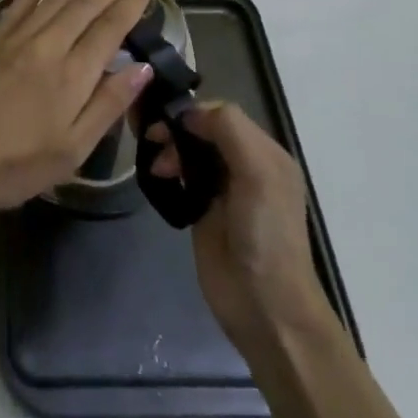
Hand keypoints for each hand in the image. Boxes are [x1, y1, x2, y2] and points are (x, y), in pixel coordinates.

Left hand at [0, 0, 155, 210]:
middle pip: (85, 4)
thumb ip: (107, 105)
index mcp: (73, 75)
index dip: (129, 3)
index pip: (109, 28)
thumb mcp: (72, 149)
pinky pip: (19, 5)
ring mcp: (16, 40)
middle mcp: (48, 46)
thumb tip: (141, 67)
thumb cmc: (14, 163)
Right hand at [147, 102, 333, 351]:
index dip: (192, 112)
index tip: (165, 122)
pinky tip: (158, 178)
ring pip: (190, 150)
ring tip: (157, 169)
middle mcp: (245, 164)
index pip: (222, 113)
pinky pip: (182, 176)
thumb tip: (188, 114)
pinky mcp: (203, 209)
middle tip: (152, 141)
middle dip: (176, 130)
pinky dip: (168, 170)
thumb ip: (229, 132)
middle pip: (203, 129)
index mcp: (265, 152)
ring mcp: (223, 188)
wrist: (263, 305)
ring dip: (169, 150)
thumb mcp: (258, 174)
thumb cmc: (265, 236)